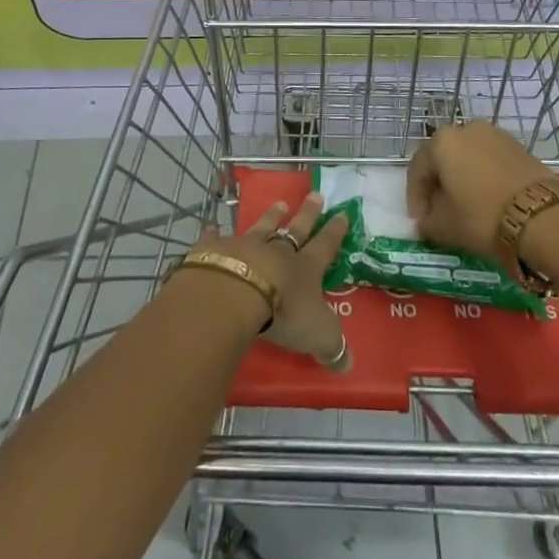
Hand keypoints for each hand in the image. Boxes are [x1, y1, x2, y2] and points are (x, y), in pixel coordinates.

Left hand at [196, 192, 350, 370]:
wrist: (236, 293)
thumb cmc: (283, 312)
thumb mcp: (318, 335)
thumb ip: (332, 347)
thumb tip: (347, 365)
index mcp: (305, 268)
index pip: (325, 246)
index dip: (335, 232)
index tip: (342, 214)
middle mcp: (277, 251)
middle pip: (296, 229)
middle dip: (307, 214)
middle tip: (315, 194)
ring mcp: (245, 247)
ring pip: (262, 227)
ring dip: (271, 217)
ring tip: (279, 204)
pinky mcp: (216, 250)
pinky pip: (216, 239)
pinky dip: (214, 234)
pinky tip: (212, 227)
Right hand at [406, 121, 555, 258]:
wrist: (542, 216)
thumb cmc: (482, 215)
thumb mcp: (445, 226)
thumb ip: (427, 222)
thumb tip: (425, 221)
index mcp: (441, 141)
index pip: (417, 170)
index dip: (415, 198)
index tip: (419, 222)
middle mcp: (466, 129)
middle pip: (443, 159)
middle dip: (438, 186)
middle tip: (440, 213)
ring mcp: (496, 134)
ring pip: (468, 158)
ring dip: (462, 180)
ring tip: (466, 207)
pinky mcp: (519, 146)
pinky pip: (491, 161)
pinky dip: (484, 177)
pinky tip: (488, 200)